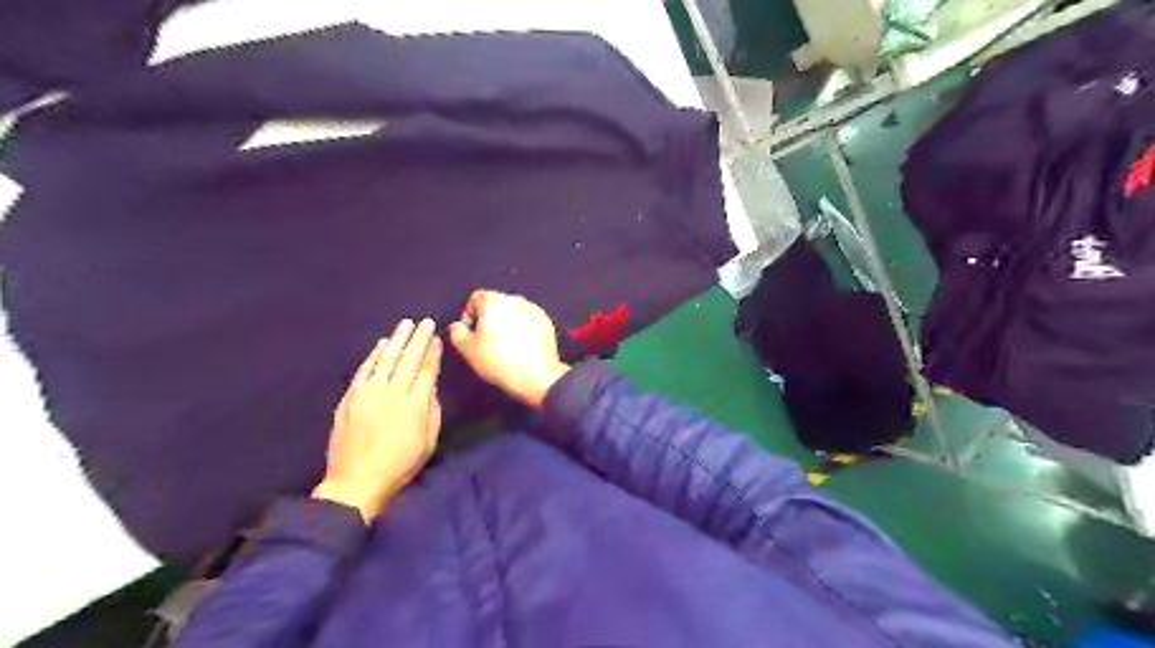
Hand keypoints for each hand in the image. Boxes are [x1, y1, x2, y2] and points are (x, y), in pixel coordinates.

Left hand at [311, 315, 443, 524]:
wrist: (356, 483)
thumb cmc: (399, 466)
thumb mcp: (428, 441)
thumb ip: (432, 411)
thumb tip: (430, 386)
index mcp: (414, 405)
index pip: (426, 370)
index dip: (432, 352)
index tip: (437, 337)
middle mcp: (392, 393)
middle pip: (407, 359)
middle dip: (418, 338)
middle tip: (425, 322)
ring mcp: (368, 393)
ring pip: (385, 359)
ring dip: (396, 340)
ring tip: (405, 325)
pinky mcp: (350, 398)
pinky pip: (364, 370)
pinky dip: (373, 355)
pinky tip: (380, 344)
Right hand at [446, 292, 566, 407]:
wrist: (536, 375)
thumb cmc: (500, 361)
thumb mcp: (468, 350)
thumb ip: (457, 333)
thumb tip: (457, 327)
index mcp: (494, 301)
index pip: (476, 297)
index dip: (469, 314)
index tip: (470, 331)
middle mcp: (516, 300)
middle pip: (496, 303)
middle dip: (489, 318)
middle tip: (486, 340)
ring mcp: (534, 310)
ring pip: (513, 312)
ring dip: (507, 323)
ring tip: (504, 345)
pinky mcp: (546, 322)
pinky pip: (529, 321)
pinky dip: (523, 329)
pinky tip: (520, 347)